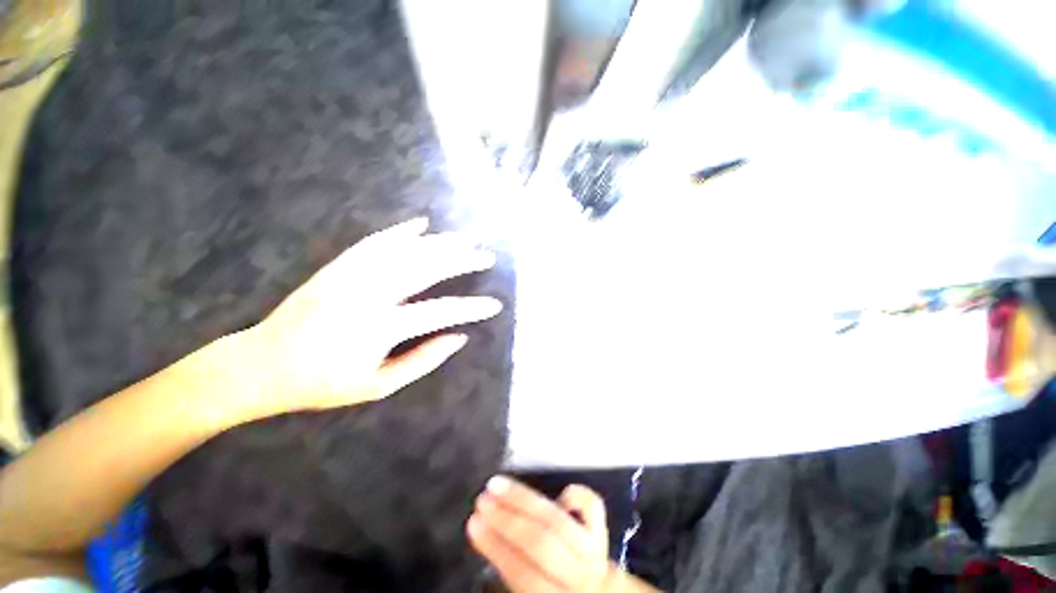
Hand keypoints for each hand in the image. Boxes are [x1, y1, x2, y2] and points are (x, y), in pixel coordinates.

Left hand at [221, 217, 502, 422]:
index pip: (441, 311)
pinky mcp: (338, 267)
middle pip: (426, 268)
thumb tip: (459, 337)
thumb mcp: (378, 386)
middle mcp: (369, 294)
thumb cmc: (322, 384)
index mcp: (381, 327)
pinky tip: (421, 225)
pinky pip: (374, 243)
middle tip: (486, 255)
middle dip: (462, 260)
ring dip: (440, 242)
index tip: (496, 305)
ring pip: (405, 250)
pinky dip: (400, 232)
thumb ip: (423, 361)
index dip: (472, 308)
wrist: (260, 366)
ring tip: (465, 238)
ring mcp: (351, 275)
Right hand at [468, 477, 614, 592]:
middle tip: (482, 500)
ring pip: (557, 520)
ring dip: (524, 499)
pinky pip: (592, 505)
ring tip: (497, 485)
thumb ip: (516, 577)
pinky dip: (573, 493)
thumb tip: (490, 540)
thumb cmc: (554, 590)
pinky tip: (557, 492)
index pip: (523, 574)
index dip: (496, 548)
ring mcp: (596, 550)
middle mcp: (580, 577)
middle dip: (507, 519)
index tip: (473, 524)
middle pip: (541, 543)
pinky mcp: (604, 529)